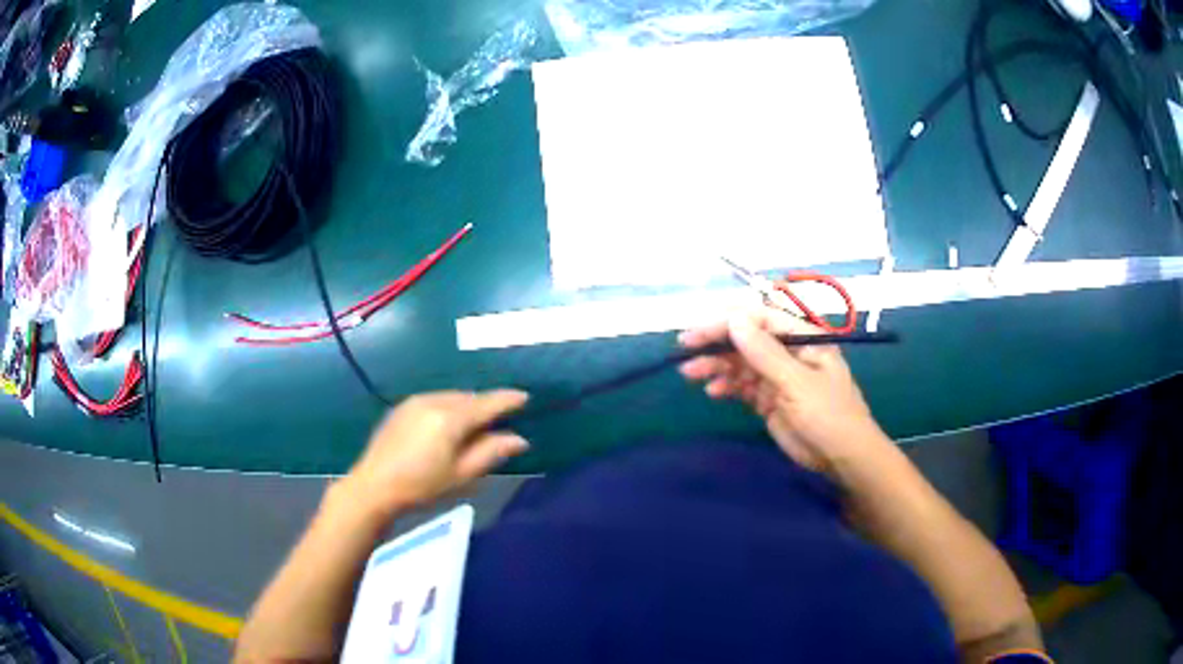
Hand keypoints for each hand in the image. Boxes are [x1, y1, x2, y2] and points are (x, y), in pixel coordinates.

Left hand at [341, 390, 529, 514]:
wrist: (374, 486)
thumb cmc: (422, 486)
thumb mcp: (461, 475)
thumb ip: (491, 452)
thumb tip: (520, 439)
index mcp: (449, 418)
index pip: (486, 403)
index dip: (507, 400)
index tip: (525, 397)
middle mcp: (433, 401)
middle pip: (468, 398)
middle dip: (485, 406)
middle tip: (499, 421)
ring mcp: (414, 402)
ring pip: (451, 397)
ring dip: (466, 406)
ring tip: (474, 425)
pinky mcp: (402, 407)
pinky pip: (434, 400)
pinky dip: (448, 407)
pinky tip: (447, 425)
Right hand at [679, 307, 889, 473]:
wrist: (842, 459)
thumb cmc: (828, 415)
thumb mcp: (797, 383)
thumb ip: (765, 353)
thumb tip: (734, 320)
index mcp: (803, 337)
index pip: (760, 318)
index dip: (728, 322)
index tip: (698, 334)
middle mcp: (789, 351)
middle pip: (747, 339)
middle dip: (716, 344)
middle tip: (685, 353)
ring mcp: (779, 376)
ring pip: (741, 362)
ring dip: (716, 366)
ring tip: (691, 375)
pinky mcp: (770, 399)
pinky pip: (743, 385)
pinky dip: (727, 386)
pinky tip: (713, 392)